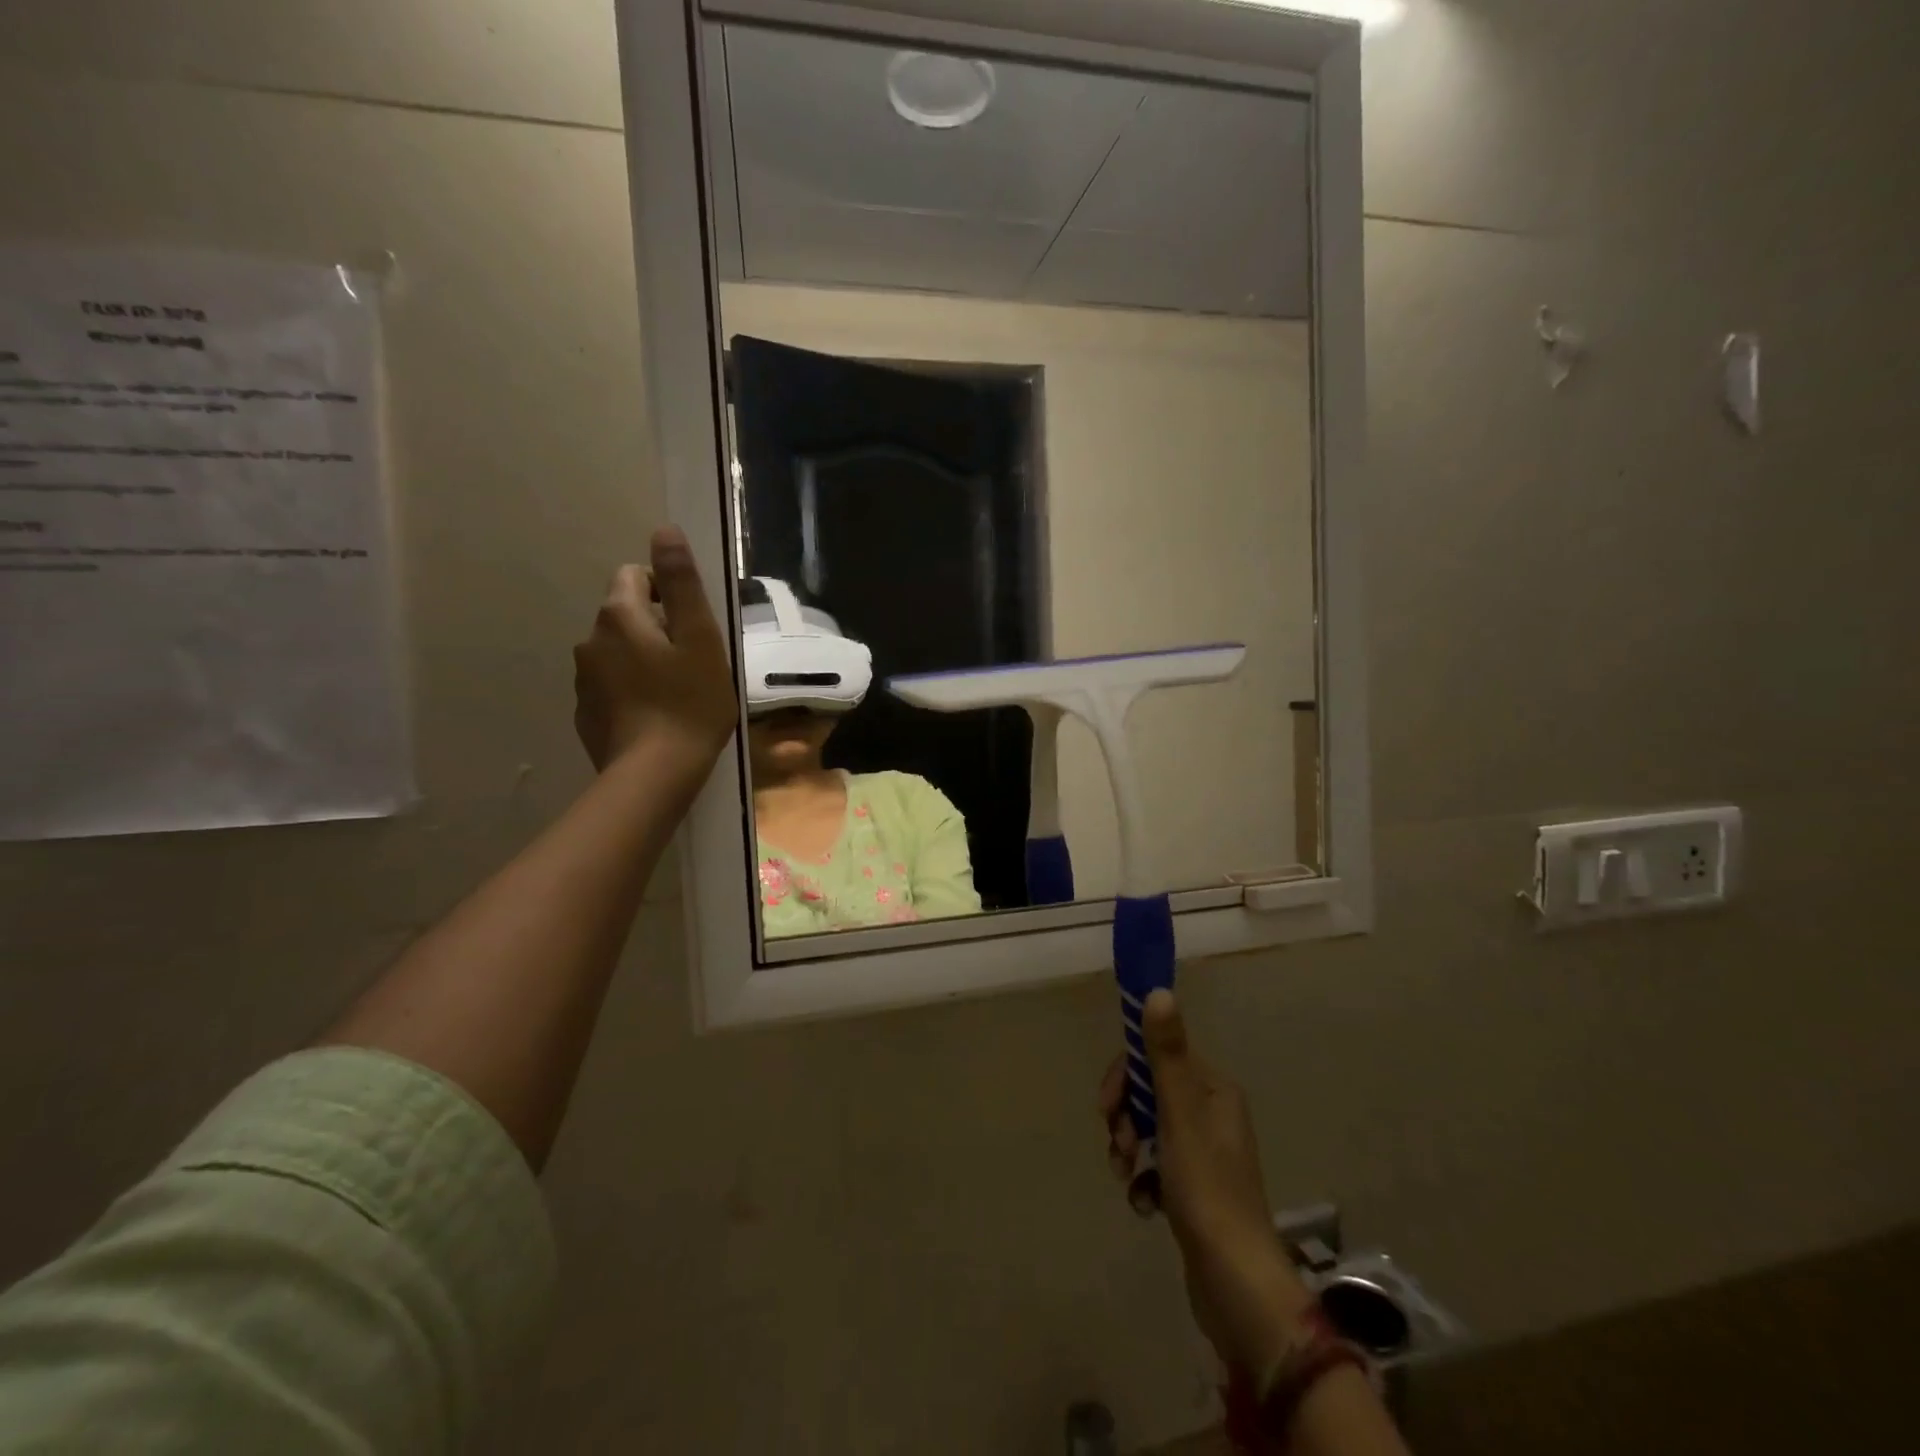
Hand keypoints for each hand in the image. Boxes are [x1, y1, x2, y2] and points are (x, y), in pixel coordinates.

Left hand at [573, 526, 737, 773]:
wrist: (654, 775)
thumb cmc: (690, 703)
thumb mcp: (700, 639)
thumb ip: (682, 584)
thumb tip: (664, 531)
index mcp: (620, 616)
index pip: (634, 576)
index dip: (667, 593)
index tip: (692, 627)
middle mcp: (590, 640)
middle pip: (625, 616)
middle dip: (656, 629)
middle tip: (692, 664)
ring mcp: (583, 680)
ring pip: (617, 653)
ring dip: (642, 661)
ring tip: (676, 694)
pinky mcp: (585, 714)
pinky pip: (610, 687)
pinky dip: (631, 692)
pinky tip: (655, 718)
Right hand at [1101, 989, 1314, 1376]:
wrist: (1235, 1283)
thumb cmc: (1206, 1189)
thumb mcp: (1179, 1115)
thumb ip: (1166, 1053)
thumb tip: (1158, 991)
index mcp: (1213, 1089)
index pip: (1158, 1055)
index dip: (1127, 1075)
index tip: (1106, 1104)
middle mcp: (1212, 1113)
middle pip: (1150, 1091)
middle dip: (1125, 1115)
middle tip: (1117, 1144)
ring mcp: (1205, 1153)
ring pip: (1148, 1128)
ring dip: (1128, 1147)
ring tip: (1125, 1177)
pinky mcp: (1195, 1189)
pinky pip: (1156, 1165)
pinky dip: (1143, 1180)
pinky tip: (1142, 1204)